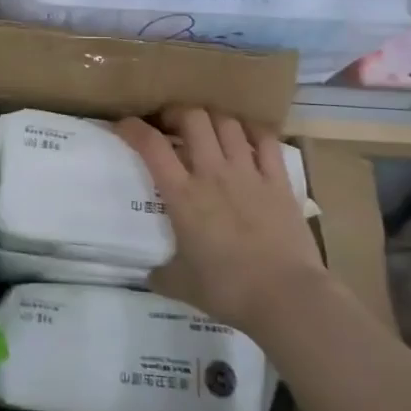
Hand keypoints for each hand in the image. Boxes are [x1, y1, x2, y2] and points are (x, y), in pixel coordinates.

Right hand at [115, 107, 326, 337]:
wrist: (286, 297)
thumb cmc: (227, 289)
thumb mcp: (181, 284)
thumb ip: (160, 274)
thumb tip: (148, 275)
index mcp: (183, 195)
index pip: (151, 146)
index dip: (132, 128)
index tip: (124, 125)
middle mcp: (213, 173)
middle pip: (193, 118)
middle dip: (177, 113)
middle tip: (171, 126)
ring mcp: (249, 173)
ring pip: (228, 123)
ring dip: (213, 120)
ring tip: (208, 130)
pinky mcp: (279, 182)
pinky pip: (266, 141)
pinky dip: (253, 132)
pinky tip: (247, 137)